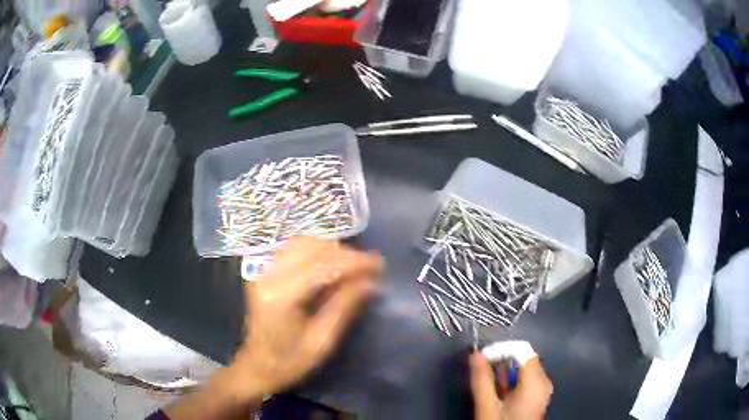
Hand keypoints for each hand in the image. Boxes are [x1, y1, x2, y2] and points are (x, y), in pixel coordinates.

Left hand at [228, 237, 382, 399]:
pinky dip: (316, 250)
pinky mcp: (264, 272)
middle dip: (345, 254)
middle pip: (311, 248)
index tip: (379, 266)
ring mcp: (263, 271)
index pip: (322, 266)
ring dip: (331, 250)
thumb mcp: (322, 342)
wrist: (257, 367)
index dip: (354, 262)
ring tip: (353, 265)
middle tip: (369, 267)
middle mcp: (269, 276)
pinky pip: (293, 249)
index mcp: (281, 296)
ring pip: (302, 243)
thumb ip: (344, 307)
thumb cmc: (290, 362)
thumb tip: (371, 282)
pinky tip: (331, 263)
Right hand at [470, 351, 552, 419]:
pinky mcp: (536, 397)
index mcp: (536, 381)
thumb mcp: (487, 406)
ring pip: (523, 370)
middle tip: (481, 369)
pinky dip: (510, 381)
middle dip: (501, 361)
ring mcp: (541, 390)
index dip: (501, 349)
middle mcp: (543, 381)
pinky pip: (525, 380)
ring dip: (504, 371)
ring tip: (486, 380)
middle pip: (523, 359)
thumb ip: (482, 379)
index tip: (482, 357)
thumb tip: (476, 354)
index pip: (522, 350)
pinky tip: (497, 390)